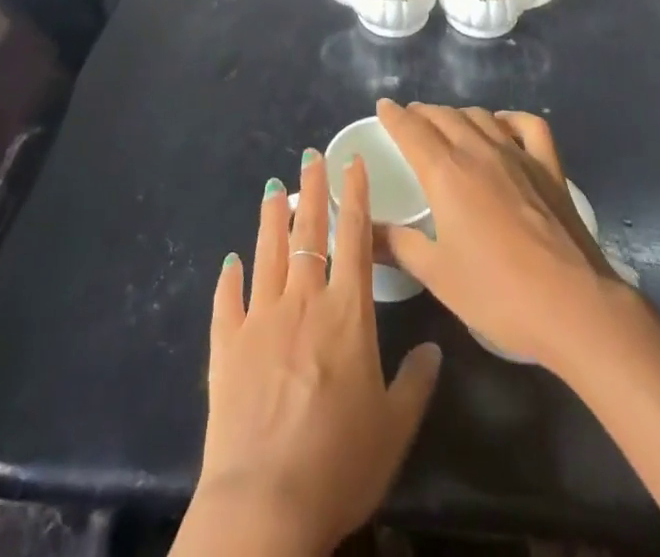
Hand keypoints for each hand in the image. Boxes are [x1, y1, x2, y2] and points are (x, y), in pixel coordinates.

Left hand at [180, 149, 442, 556]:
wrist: (265, 503)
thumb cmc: (339, 463)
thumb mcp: (394, 428)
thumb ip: (415, 382)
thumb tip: (433, 349)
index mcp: (347, 313)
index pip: (355, 238)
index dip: (355, 196)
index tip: (352, 161)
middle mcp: (303, 301)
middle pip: (308, 232)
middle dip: (312, 190)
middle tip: (310, 156)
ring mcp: (260, 318)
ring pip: (267, 253)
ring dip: (270, 218)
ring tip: (272, 188)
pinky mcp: (226, 345)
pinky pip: (227, 300)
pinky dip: (229, 278)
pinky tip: (230, 262)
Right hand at [375, 100, 618, 369]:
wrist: (573, 305)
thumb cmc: (497, 293)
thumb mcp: (436, 274)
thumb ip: (397, 245)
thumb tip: (362, 231)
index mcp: (447, 173)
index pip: (412, 131)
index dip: (394, 116)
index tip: (383, 107)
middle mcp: (480, 152)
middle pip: (445, 117)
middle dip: (422, 113)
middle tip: (409, 119)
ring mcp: (518, 156)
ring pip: (481, 117)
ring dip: (458, 114)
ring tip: (447, 123)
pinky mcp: (549, 168)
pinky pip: (528, 127)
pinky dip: (509, 119)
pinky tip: (502, 126)